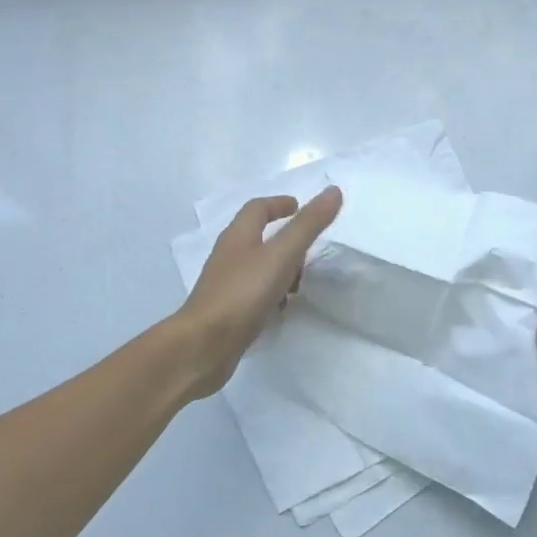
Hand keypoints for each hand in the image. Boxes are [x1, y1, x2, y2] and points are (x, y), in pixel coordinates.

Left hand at [174, 187, 342, 399]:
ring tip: (301, 283)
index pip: (257, 209)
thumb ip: (308, 225)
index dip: (278, 204)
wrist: (203, 345)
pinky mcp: (227, 311)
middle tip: (308, 249)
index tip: (299, 207)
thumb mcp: (282, 255)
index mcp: (238, 236)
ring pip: (256, 267)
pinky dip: (271, 294)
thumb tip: (333, 191)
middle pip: (256, 237)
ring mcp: (225, 285)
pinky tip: (282, 309)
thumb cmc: (242, 293)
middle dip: (284, 239)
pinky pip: (253, 293)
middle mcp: (228, 256)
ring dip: (280, 268)